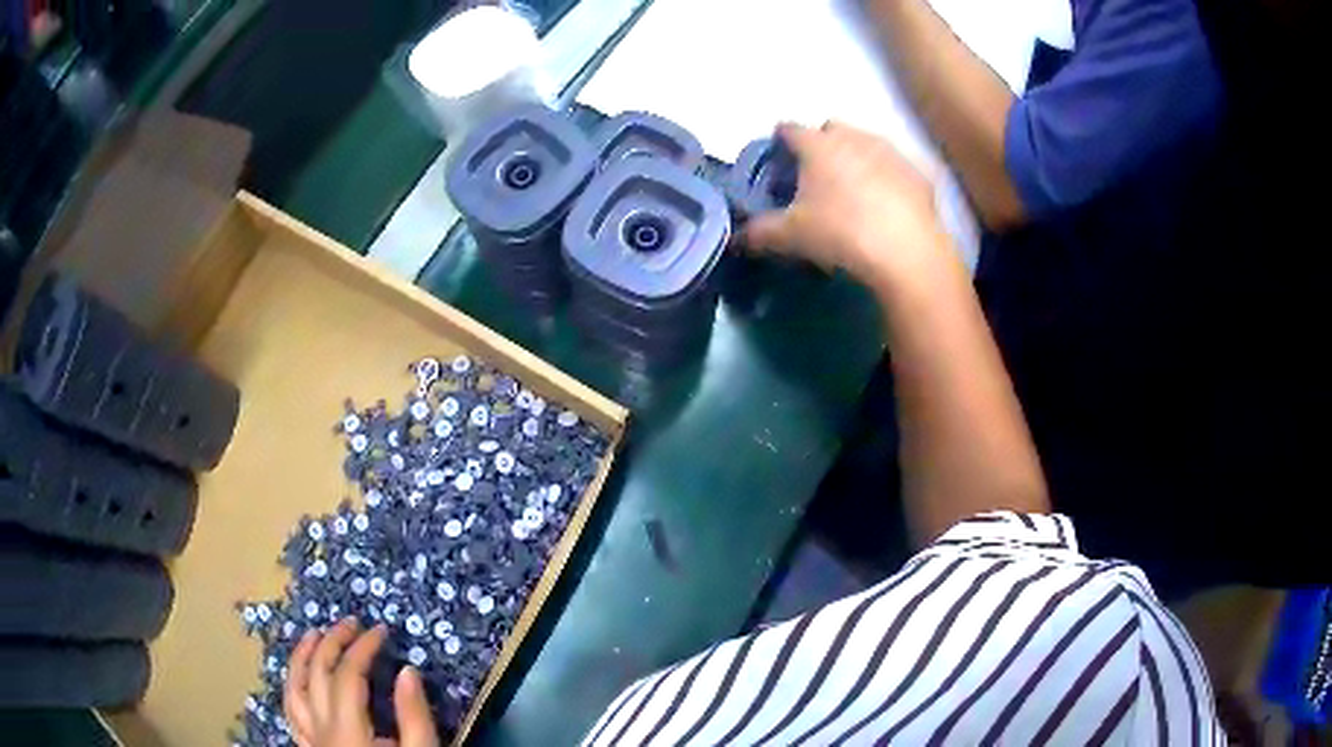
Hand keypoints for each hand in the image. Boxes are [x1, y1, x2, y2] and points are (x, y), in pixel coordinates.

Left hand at [284, 619, 438, 746]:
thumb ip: (414, 717)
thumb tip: (407, 671)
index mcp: (347, 731)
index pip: (347, 675)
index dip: (362, 647)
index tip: (381, 631)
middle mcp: (319, 730)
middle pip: (315, 674)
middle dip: (332, 642)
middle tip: (351, 623)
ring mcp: (309, 739)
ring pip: (293, 689)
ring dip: (301, 657)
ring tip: (313, 634)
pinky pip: (290, 710)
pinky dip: (293, 686)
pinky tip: (299, 677)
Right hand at [743, 121, 953, 290]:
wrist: (907, 252)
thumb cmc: (840, 233)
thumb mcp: (791, 236)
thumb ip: (759, 232)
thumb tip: (736, 237)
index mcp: (818, 145)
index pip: (790, 129)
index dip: (780, 140)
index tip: (779, 157)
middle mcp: (854, 137)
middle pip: (831, 129)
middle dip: (822, 144)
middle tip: (817, 175)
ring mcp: (892, 151)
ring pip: (867, 142)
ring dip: (857, 156)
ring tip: (854, 190)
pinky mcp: (920, 173)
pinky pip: (897, 167)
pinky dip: (889, 177)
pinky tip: (888, 204)